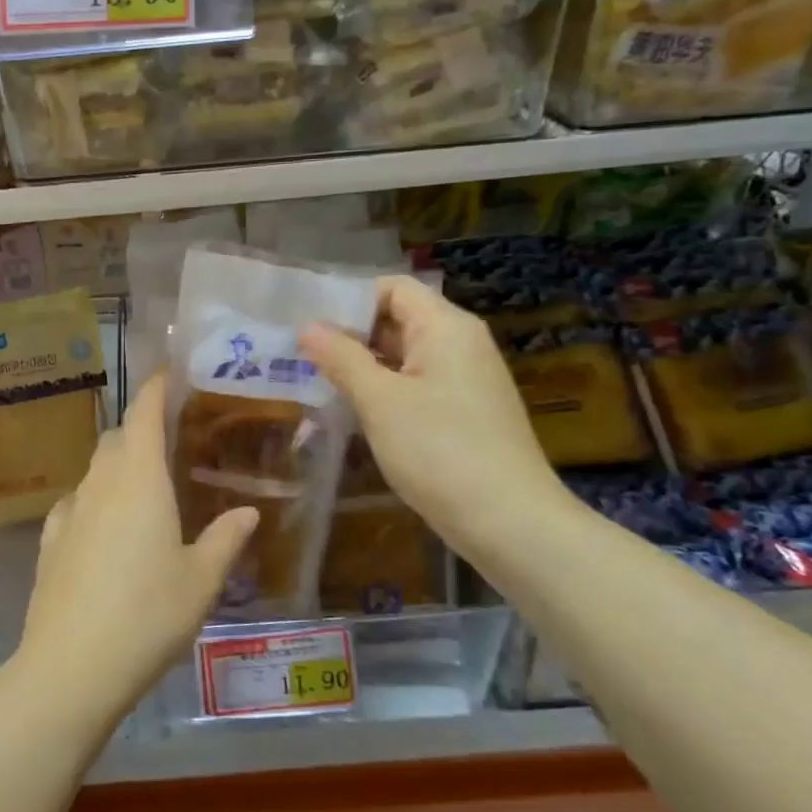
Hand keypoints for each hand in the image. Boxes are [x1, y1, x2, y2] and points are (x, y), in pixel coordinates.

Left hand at [16, 377, 257, 724]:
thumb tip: (248, 511)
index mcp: (139, 479)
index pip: (143, 413)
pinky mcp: (49, 541)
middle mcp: (100, 483)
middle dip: (140, 430)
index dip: (155, 388)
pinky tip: (107, 528)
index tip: (169, 374)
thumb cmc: (148, 614)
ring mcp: (69, 511)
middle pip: (117, 438)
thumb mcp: (201, 580)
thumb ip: (225, 539)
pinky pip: (76, 503)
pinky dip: (95, 500)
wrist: (71, 666)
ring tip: (145, 489)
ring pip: (95, 470)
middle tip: (171, 443)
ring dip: (118, 466)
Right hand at [300, 274, 570, 560]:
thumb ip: (342, 358)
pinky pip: (417, 385)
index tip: (309, 328)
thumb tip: (308, 326)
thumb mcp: (379, 401)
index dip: (349, 301)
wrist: (510, 523)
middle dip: (350, 336)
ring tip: (317, 384)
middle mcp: (460, 344)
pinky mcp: (465, 412)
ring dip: (364, 367)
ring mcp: (466, 380)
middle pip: (397, 319)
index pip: (391, 288)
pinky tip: (355, 414)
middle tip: (301, 358)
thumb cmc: (440, 450)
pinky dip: (385, 392)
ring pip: (404, 356)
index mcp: (445, 326)